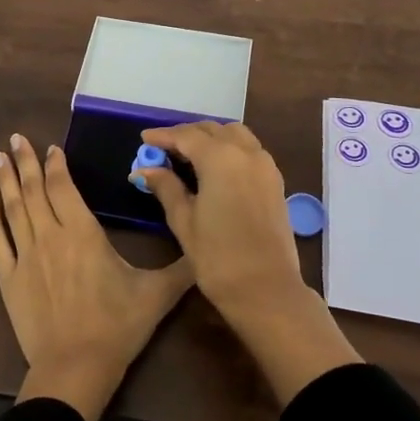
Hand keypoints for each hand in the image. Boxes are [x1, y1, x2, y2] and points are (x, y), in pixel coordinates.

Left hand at [0, 133, 192, 420]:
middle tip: (14, 138)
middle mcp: (50, 235)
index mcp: (83, 232)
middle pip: (34, 190)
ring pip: (13, 208)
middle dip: (25, 161)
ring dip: (5, 180)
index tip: (51, 148)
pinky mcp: (9, 278)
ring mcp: (25, 255)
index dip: (57, 165)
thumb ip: (181, 267)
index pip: (64, 187)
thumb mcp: (157, 294)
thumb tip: (205, 247)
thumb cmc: (117, 326)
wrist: (75, 367)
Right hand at [137, 122, 360, 407]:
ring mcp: (265, 165)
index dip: (163, 136)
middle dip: (186, 135)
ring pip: (235, 135)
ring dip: (210, 137)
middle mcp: (246, 153)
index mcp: (220, 158)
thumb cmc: (218, 257)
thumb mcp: (184, 221)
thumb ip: (166, 187)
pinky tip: (214, 167)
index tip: (144, 140)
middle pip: (212, 130)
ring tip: (188, 154)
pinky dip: (229, 148)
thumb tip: (144, 169)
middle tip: (163, 149)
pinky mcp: (275, 181)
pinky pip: (249, 150)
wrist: (266, 289)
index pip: (186, 136)